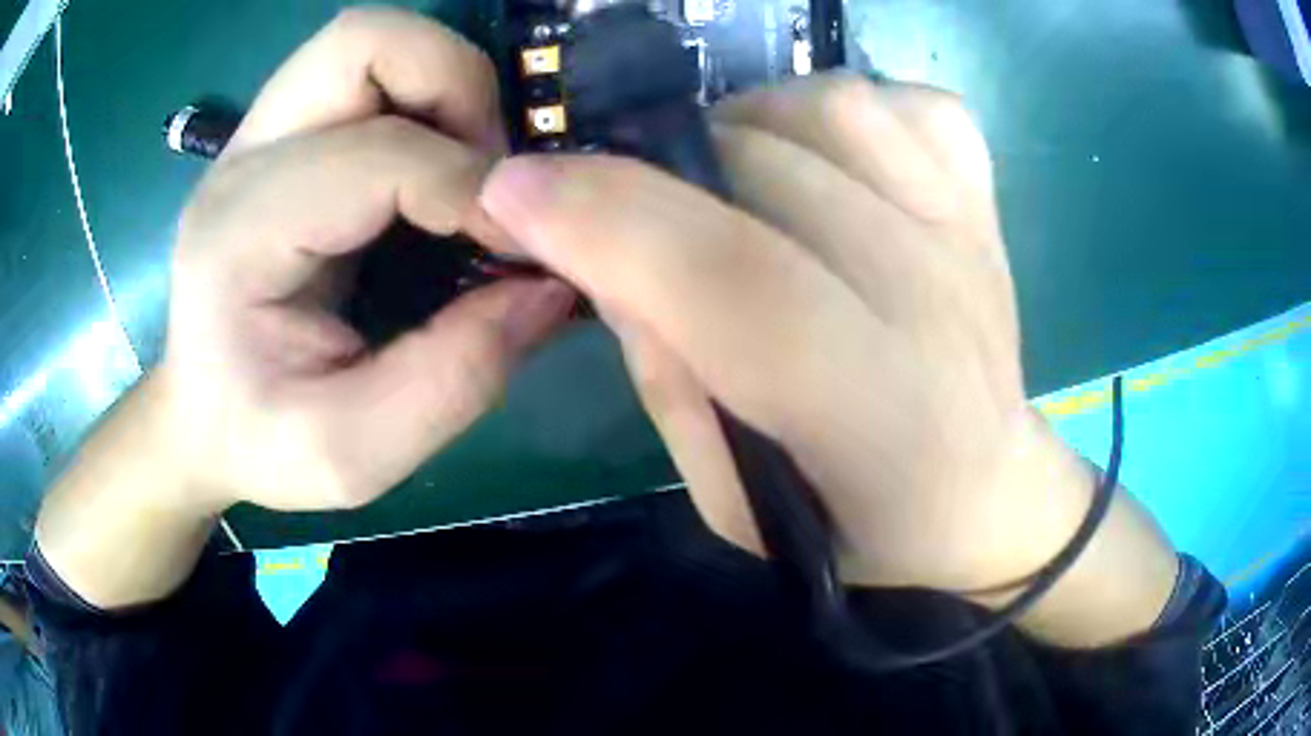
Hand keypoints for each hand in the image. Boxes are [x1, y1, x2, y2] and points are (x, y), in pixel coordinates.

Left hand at [160, 7, 573, 513]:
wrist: (198, 421)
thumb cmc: (260, 442)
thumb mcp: (355, 453)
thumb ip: (454, 378)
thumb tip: (550, 287)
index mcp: (240, 236)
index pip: (380, 157)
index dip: (474, 191)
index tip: (529, 250)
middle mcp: (242, 161)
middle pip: (363, 41)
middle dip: (454, 87)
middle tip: (490, 174)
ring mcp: (255, 138)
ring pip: (367, 41)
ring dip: (441, 84)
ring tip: (467, 167)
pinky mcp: (277, 138)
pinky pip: (365, 76)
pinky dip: (421, 100)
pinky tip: (433, 171)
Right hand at [480, 73, 1177, 642]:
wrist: (983, 491)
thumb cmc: (856, 524)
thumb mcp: (734, 504)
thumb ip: (668, 379)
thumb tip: (606, 252)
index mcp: (883, 421)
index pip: (742, 285)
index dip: (611, 221)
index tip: (514, 190)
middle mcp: (941, 305)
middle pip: (772, 167)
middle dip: (657, 171)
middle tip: (638, 215)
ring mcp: (972, 235)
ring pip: (832, 108)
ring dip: (743, 127)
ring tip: (732, 184)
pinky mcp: (985, 200)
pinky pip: (908, 102)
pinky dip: (842, 109)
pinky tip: (825, 161)